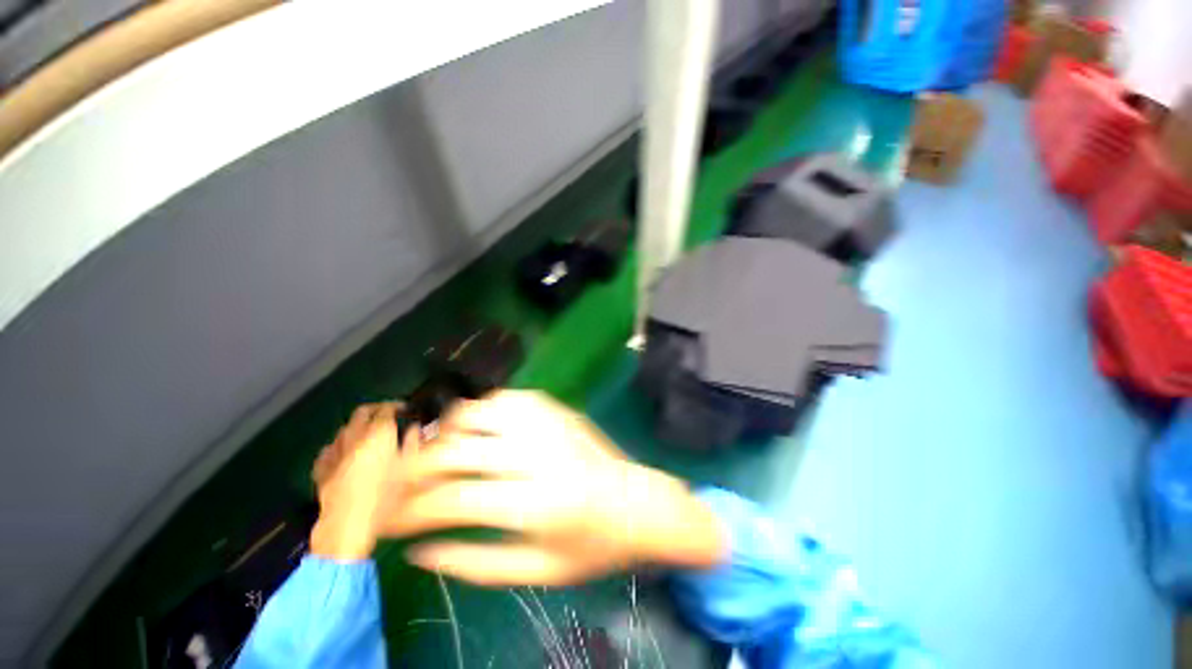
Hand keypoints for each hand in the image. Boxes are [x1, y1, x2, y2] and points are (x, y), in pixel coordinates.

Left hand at [309, 402, 411, 560]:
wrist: (348, 524)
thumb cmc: (386, 495)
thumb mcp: (410, 467)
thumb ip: (413, 443)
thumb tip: (414, 429)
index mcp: (379, 434)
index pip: (386, 409)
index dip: (396, 405)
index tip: (405, 409)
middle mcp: (355, 437)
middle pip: (362, 412)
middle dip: (375, 409)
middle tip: (387, 415)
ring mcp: (335, 452)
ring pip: (344, 429)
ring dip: (356, 427)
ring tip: (367, 435)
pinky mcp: (321, 469)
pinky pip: (328, 450)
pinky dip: (338, 447)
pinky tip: (344, 455)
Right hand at [383, 390, 725, 585]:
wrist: (637, 504)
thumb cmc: (591, 547)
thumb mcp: (536, 573)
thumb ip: (473, 564)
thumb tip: (419, 549)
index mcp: (534, 504)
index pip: (451, 499)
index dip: (408, 509)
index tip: (387, 518)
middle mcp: (539, 455)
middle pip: (458, 448)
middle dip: (416, 466)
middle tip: (402, 482)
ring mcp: (550, 424)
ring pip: (481, 412)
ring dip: (449, 430)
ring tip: (438, 451)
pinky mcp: (559, 410)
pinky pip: (510, 398)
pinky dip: (484, 411)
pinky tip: (480, 429)